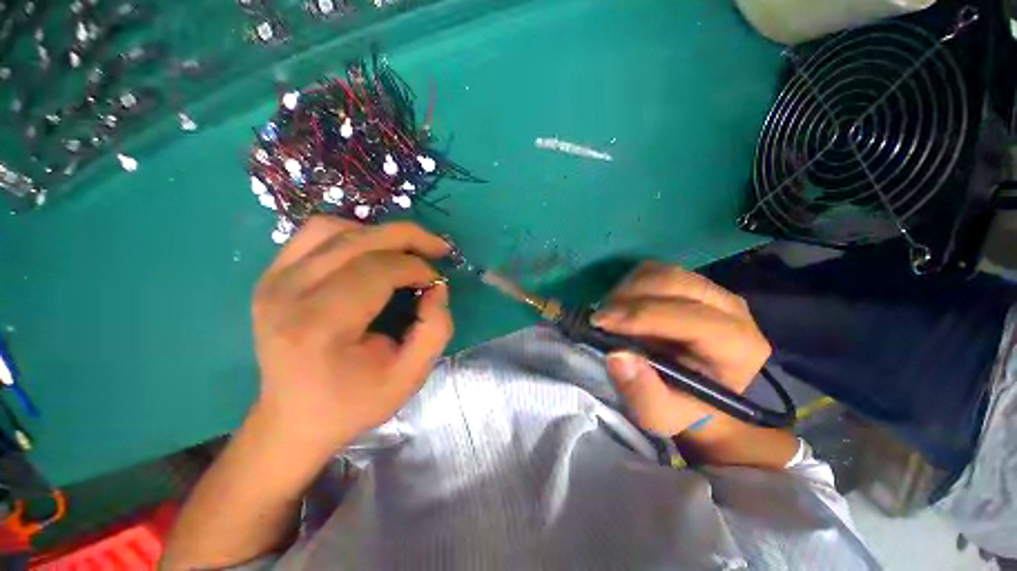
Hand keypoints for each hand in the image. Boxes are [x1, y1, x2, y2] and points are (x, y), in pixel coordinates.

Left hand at [250, 217, 452, 453]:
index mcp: (319, 326)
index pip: (377, 270)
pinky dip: (352, 233)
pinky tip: (372, 252)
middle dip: (408, 237)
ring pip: (334, 228)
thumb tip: (437, 288)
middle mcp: (287, 294)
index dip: (417, 268)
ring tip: (406, 251)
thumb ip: (435, 329)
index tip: (437, 283)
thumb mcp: (409, 377)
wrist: (293, 418)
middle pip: (357, 241)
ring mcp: (272, 280)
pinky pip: (315, 234)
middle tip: (438, 248)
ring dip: (380, 234)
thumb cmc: (353, 403)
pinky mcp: (270, 276)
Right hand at [592, 262, 770, 436]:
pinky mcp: (690, 282)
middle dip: (629, 297)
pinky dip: (630, 283)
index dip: (643, 316)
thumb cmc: (682, 407)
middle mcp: (733, 310)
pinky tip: (621, 305)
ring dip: (627, 289)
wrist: (696, 394)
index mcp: (739, 347)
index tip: (601, 323)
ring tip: (609, 314)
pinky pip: (654, 269)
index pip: (694, 319)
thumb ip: (642, 394)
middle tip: (600, 318)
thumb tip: (617, 355)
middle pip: (676, 283)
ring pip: (662, 272)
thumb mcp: (660, 416)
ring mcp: (712, 290)